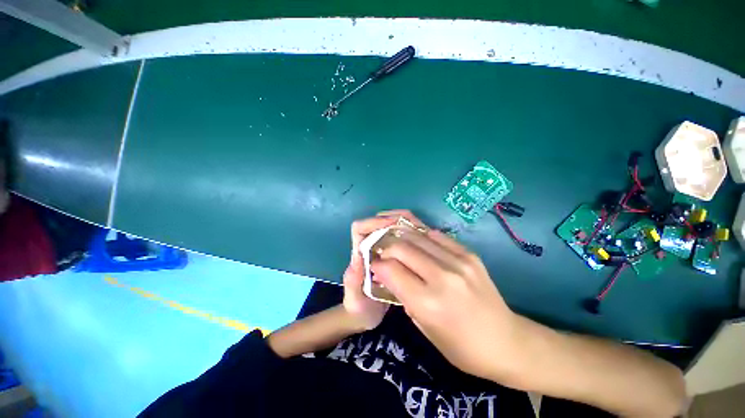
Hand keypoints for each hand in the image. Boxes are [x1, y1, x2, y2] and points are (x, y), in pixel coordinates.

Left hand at [343, 210, 424, 330]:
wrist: (365, 317)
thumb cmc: (357, 308)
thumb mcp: (354, 298)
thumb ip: (352, 281)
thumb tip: (357, 260)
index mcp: (358, 253)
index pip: (360, 228)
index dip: (374, 222)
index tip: (392, 224)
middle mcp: (369, 248)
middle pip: (377, 225)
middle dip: (392, 220)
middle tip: (412, 226)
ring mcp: (382, 252)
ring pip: (390, 231)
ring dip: (402, 227)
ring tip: (420, 232)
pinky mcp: (392, 258)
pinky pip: (400, 243)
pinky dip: (409, 238)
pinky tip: (422, 244)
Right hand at [371, 227, 519, 380]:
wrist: (508, 342)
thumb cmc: (462, 347)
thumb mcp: (425, 329)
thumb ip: (404, 297)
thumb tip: (388, 274)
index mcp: (428, 302)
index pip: (390, 269)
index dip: (377, 264)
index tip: (374, 265)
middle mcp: (441, 276)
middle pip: (401, 247)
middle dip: (385, 247)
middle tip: (383, 253)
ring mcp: (458, 261)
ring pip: (417, 236)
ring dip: (401, 237)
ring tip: (395, 242)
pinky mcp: (469, 254)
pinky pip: (437, 236)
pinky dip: (422, 236)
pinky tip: (417, 241)